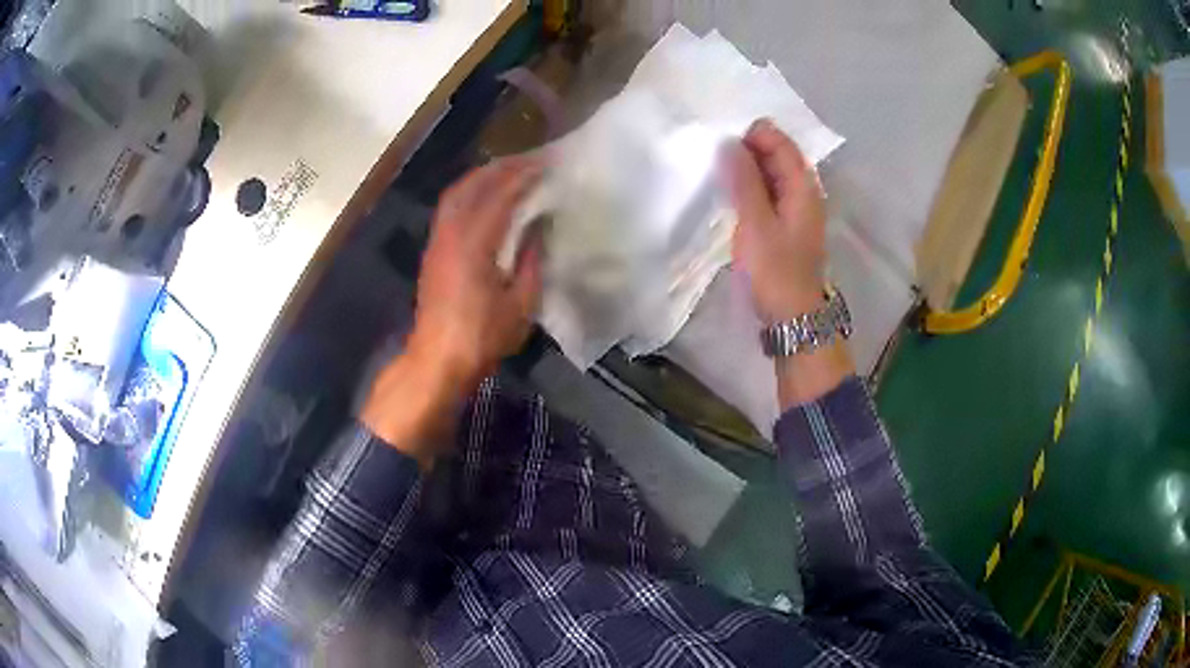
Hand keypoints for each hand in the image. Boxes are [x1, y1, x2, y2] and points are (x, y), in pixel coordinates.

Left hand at [409, 155, 544, 387]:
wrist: (438, 359)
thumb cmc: (482, 336)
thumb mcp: (521, 304)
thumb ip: (533, 261)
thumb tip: (538, 229)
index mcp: (475, 244)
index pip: (501, 195)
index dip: (524, 176)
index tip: (547, 163)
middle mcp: (451, 233)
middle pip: (474, 185)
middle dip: (502, 167)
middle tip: (530, 160)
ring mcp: (438, 240)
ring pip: (457, 193)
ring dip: (483, 176)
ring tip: (509, 170)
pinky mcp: (433, 250)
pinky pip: (450, 207)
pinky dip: (469, 192)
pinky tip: (485, 196)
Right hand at [725, 119, 827, 322]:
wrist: (792, 317)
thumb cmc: (775, 271)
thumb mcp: (756, 224)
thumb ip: (744, 181)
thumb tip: (729, 143)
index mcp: (803, 187)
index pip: (781, 143)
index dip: (754, 135)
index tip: (722, 143)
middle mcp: (805, 192)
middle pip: (779, 156)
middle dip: (749, 149)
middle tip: (715, 156)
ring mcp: (797, 210)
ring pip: (773, 175)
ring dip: (748, 169)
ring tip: (719, 171)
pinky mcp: (786, 225)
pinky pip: (770, 193)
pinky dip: (752, 187)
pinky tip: (732, 194)